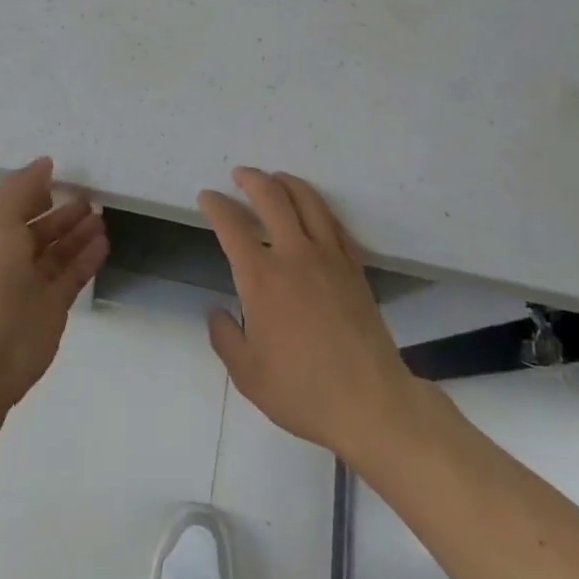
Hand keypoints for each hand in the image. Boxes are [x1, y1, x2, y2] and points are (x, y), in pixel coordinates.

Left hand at [0, 157, 108, 410]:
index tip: (62, 176)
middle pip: (41, 229)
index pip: (17, 206)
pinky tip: (104, 242)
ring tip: (102, 217)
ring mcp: (32, 284)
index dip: (36, 191)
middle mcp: (10, 257)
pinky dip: (87, 258)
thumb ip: (22, 188)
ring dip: (79, 234)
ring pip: (59, 252)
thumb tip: (44, 163)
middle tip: (91, 197)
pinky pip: (73, 275)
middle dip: (63, 214)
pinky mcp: (53, 306)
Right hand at [201, 168, 417, 460]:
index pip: (232, 226)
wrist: (371, 403)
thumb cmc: (302, 391)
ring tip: (275, 178)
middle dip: (251, 179)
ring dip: (287, 182)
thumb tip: (216, 311)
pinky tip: (312, 211)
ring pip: (308, 201)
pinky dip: (318, 207)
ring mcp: (330, 257)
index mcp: (261, 278)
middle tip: (239, 174)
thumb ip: (224, 337)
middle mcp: (294, 255)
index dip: (216, 205)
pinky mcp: (354, 268)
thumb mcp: (247, 374)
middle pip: (272, 197)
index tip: (207, 197)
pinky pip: (334, 223)